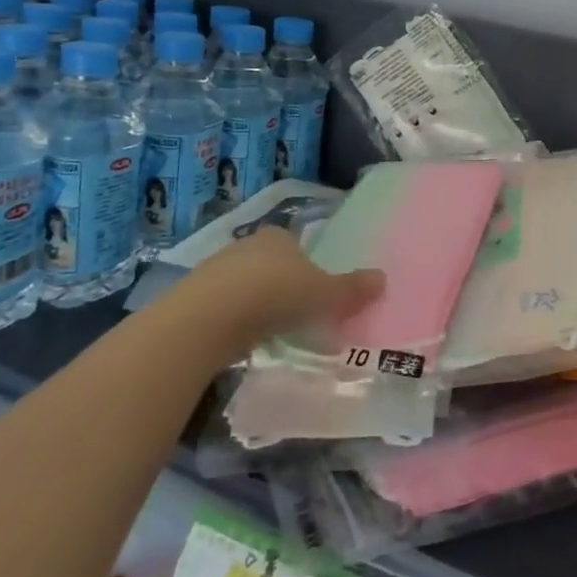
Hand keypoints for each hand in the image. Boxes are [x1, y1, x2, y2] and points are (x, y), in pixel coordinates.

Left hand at [180, 228, 383, 353]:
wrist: (207, 318)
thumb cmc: (274, 295)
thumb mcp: (323, 295)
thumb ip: (351, 289)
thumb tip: (383, 278)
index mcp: (279, 236)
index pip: (295, 244)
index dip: (306, 265)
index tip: (313, 291)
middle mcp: (247, 245)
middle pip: (269, 263)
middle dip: (280, 285)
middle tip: (295, 313)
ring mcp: (216, 270)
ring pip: (244, 284)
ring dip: (255, 304)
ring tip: (269, 332)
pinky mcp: (194, 297)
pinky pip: (222, 306)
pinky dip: (233, 320)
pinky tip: (241, 340)